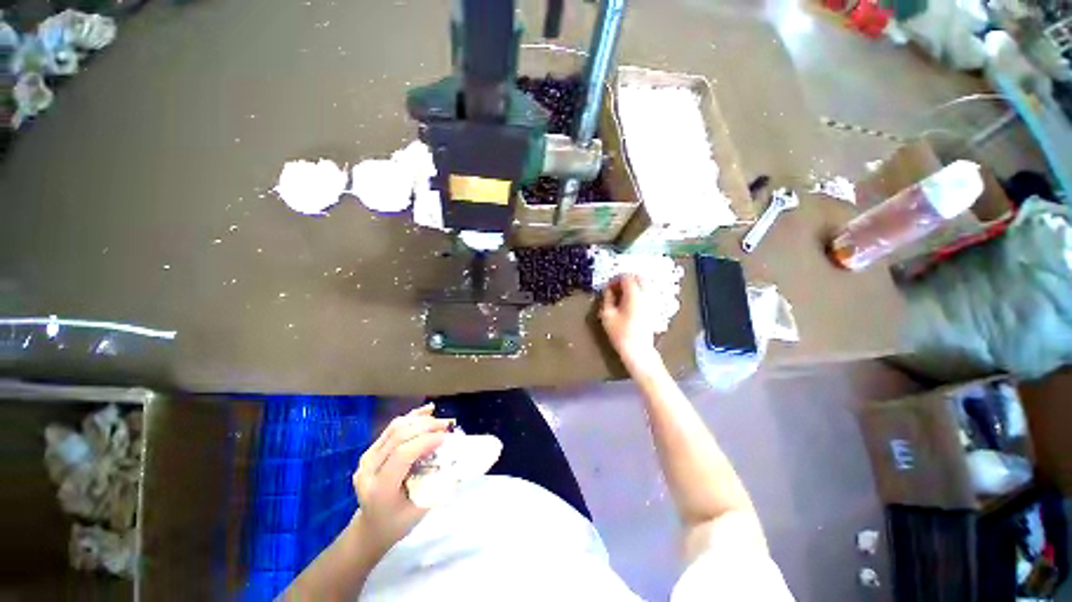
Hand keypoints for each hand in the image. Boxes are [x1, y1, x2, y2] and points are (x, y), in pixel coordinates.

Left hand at [352, 404, 451, 554]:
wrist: (371, 528)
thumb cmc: (398, 524)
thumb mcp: (420, 510)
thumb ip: (437, 485)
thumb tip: (460, 461)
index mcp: (380, 489)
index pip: (402, 454)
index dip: (426, 441)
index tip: (446, 437)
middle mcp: (368, 470)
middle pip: (398, 436)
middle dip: (426, 426)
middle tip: (447, 426)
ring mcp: (367, 458)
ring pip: (395, 428)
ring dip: (420, 420)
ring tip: (440, 422)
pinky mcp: (371, 451)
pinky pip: (392, 428)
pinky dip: (411, 417)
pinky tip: (427, 411)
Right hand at [600, 275, 658, 368]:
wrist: (638, 350)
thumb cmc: (620, 333)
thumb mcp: (607, 315)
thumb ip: (607, 298)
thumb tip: (608, 289)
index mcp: (634, 295)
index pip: (627, 277)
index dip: (616, 279)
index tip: (608, 287)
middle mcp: (646, 295)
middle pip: (639, 277)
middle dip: (626, 280)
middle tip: (615, 289)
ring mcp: (652, 301)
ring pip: (644, 284)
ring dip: (633, 285)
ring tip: (622, 295)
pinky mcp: (654, 308)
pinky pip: (647, 292)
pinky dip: (639, 292)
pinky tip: (630, 302)